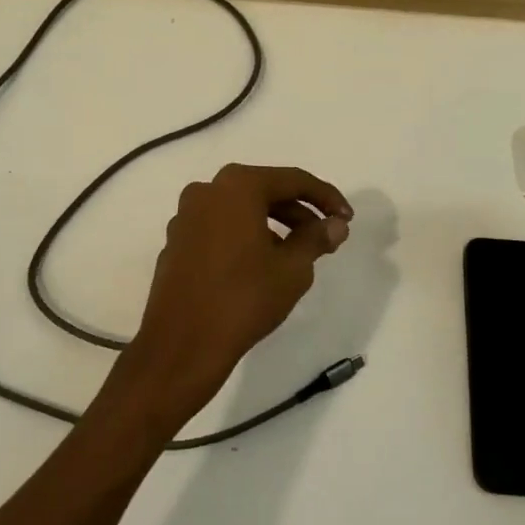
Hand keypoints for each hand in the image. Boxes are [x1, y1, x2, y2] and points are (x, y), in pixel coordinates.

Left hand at [125, 164, 352, 421]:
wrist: (182, 344)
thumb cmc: (244, 299)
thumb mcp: (293, 269)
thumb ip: (317, 238)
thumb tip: (335, 224)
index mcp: (237, 186)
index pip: (293, 180)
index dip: (326, 197)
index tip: (348, 218)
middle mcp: (207, 191)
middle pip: (264, 191)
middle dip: (299, 212)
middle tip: (325, 237)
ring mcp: (186, 217)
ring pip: (240, 210)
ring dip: (273, 225)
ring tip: (297, 254)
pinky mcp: (176, 242)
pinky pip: (220, 228)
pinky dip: (245, 236)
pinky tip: (261, 264)